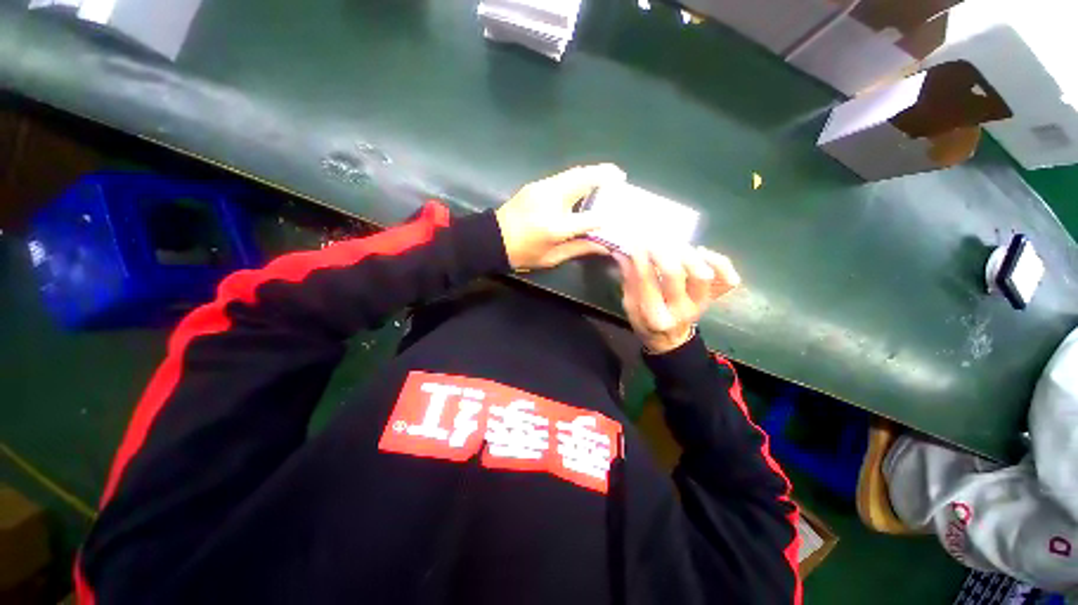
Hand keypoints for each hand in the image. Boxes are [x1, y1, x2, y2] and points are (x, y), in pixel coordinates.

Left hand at [495, 164, 625, 270]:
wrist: (491, 239)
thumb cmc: (522, 254)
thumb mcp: (551, 258)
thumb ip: (579, 248)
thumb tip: (604, 246)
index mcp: (555, 226)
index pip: (590, 218)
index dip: (606, 217)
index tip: (619, 215)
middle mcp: (551, 201)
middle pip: (583, 180)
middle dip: (604, 174)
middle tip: (620, 176)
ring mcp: (542, 188)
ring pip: (573, 173)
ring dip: (592, 172)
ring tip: (607, 176)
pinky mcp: (536, 184)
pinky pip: (563, 176)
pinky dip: (578, 177)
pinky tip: (584, 183)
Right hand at [616, 246, 740, 353]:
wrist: (669, 338)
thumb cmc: (645, 320)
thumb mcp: (629, 304)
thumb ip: (628, 279)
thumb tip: (622, 251)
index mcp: (655, 316)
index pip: (646, 281)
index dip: (640, 258)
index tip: (635, 242)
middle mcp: (681, 311)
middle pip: (675, 274)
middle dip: (661, 252)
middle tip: (653, 239)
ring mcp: (701, 303)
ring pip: (702, 274)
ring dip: (687, 254)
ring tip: (675, 245)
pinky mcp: (714, 298)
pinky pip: (728, 279)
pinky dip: (719, 261)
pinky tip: (701, 252)